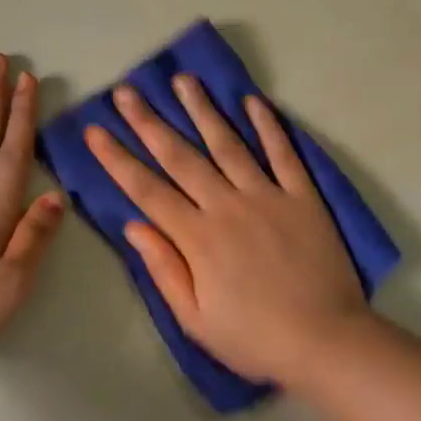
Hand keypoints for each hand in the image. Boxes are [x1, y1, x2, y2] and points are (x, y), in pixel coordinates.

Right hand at [83, 76, 367, 384]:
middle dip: (149, 122)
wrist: (325, 340)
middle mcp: (227, 206)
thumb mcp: (195, 319)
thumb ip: (164, 269)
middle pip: (181, 157)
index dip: (118, 160)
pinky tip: (253, 101)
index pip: (147, 190)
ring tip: (184, 80)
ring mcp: (267, 196)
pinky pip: (283, 153)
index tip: (95, 131)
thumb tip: (133, 225)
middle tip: (127, 91)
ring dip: (203, 110)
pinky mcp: (303, 196)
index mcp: (197, 238)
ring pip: (228, 144)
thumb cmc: (254, 338)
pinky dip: (269, 126)